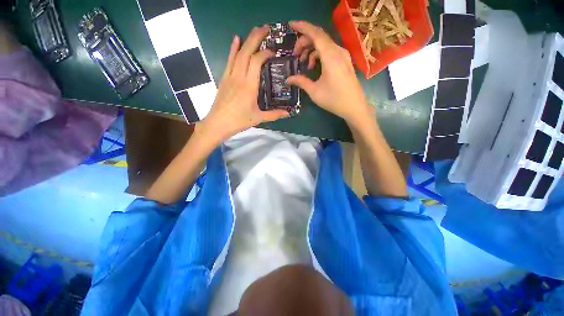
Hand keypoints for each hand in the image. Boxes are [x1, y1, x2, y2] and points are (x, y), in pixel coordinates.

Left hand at [201, 26, 289, 141]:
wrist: (218, 123)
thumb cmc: (239, 121)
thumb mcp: (258, 118)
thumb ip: (274, 115)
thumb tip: (288, 113)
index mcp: (249, 86)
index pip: (257, 61)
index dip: (265, 53)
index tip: (273, 52)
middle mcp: (239, 77)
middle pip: (247, 52)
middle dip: (256, 37)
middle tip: (266, 29)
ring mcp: (230, 76)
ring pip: (238, 53)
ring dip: (247, 40)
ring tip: (255, 31)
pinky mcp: (224, 78)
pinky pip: (229, 60)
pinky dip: (233, 48)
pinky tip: (236, 39)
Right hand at [287, 21, 370, 125]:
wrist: (354, 107)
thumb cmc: (334, 99)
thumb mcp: (314, 91)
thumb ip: (301, 82)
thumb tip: (288, 79)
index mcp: (330, 56)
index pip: (316, 34)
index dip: (302, 27)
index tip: (291, 25)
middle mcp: (338, 51)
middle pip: (319, 37)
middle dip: (304, 42)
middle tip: (295, 54)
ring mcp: (343, 56)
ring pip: (324, 44)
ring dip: (311, 50)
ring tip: (304, 64)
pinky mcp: (344, 61)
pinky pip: (330, 51)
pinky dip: (319, 55)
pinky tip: (315, 67)